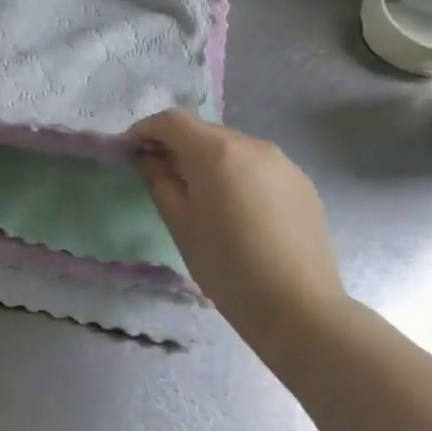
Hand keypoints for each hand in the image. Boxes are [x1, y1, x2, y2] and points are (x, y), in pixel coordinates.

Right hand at [131, 109, 349, 346]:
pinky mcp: (301, 182)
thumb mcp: (180, 224)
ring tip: (201, 194)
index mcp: (216, 152)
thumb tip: (152, 158)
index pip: (172, 121)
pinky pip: (257, 165)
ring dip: (208, 159)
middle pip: (203, 130)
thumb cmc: (227, 268)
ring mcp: (282, 162)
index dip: (145, 130)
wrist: (300, 310)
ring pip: (232, 146)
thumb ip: (160, 180)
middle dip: (177, 145)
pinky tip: (238, 209)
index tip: (130, 150)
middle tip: (161, 174)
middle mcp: (251, 144)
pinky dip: (237, 173)